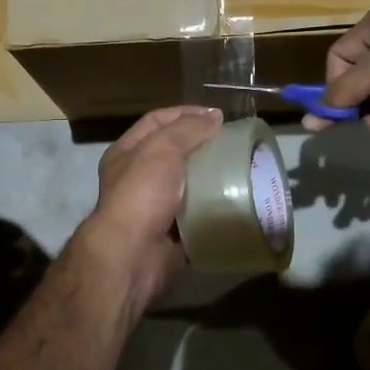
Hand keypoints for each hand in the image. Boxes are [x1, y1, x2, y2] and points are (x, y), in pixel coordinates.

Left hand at [76, 105, 223, 308]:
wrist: (132, 256)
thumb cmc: (141, 194)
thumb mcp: (161, 149)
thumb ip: (187, 129)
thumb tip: (214, 116)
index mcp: (126, 153)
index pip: (157, 122)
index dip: (185, 113)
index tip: (218, 116)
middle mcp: (137, 178)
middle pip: (174, 153)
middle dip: (203, 146)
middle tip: (235, 144)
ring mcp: (155, 208)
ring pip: (188, 185)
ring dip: (212, 178)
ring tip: (243, 170)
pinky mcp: (173, 234)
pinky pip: (198, 216)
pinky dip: (215, 209)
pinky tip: (237, 201)